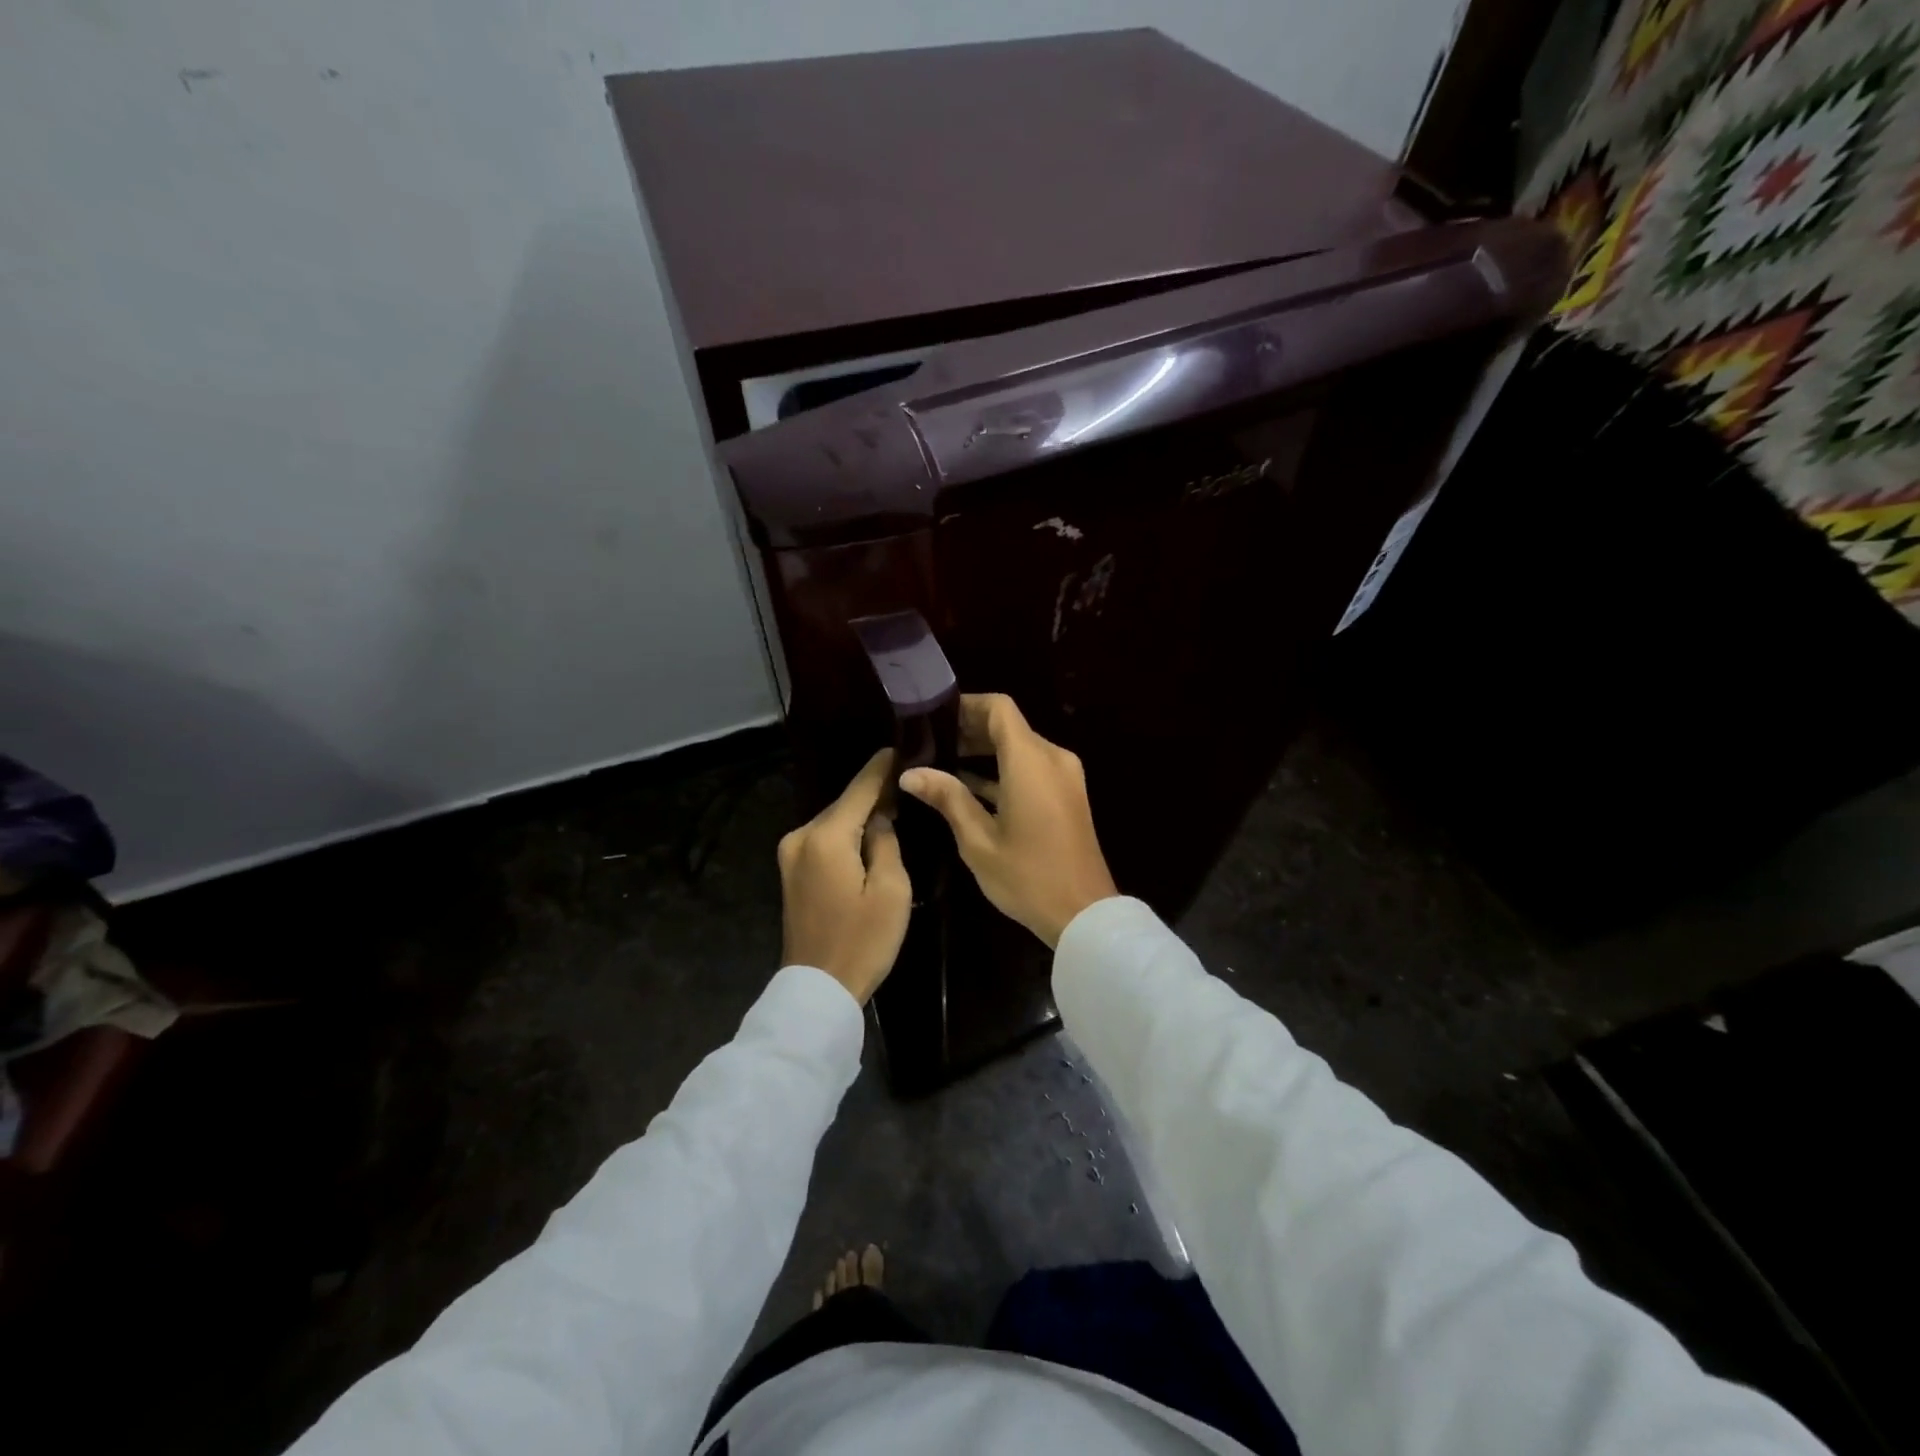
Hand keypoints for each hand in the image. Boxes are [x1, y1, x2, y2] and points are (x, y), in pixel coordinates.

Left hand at [779, 749, 912, 1003]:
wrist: (817, 989)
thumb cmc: (862, 941)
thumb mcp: (891, 890)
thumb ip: (886, 842)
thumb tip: (880, 818)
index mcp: (826, 837)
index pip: (860, 789)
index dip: (882, 768)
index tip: (901, 747)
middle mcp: (801, 836)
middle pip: (845, 804)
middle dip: (874, 793)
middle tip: (909, 783)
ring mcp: (791, 854)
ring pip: (835, 822)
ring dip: (861, 816)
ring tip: (896, 808)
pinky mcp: (791, 871)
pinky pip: (825, 840)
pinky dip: (847, 834)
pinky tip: (869, 836)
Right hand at [899, 694, 1117, 947]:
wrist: (1085, 914)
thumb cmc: (1028, 876)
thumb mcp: (978, 840)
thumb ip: (947, 798)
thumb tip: (910, 773)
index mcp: (1030, 761)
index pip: (999, 708)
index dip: (966, 705)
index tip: (933, 717)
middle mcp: (1052, 758)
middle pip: (1008, 726)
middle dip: (969, 730)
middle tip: (929, 744)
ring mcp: (1064, 776)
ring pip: (1020, 748)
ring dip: (985, 752)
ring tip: (942, 765)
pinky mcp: (1068, 795)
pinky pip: (1032, 768)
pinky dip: (1004, 771)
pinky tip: (970, 788)